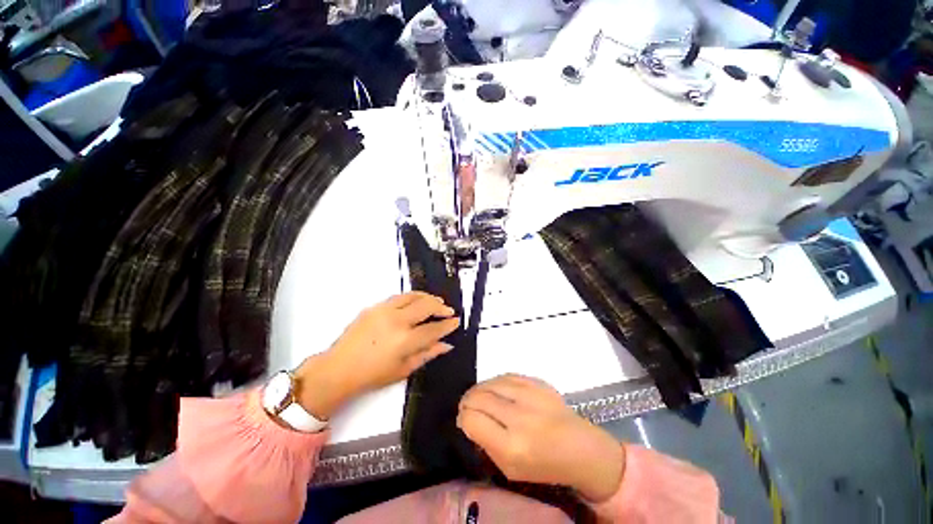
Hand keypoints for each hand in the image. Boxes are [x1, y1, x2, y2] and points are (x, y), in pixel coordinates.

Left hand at [294, 292, 459, 418]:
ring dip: (428, 297)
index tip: (456, 321)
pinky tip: (417, 302)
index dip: (448, 325)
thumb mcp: (404, 369)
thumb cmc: (373, 375)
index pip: (434, 328)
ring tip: (436, 302)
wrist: (339, 368)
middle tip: (448, 311)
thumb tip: (447, 344)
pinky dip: (412, 297)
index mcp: (405, 341)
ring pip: (413, 296)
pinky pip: (399, 297)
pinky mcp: (375, 306)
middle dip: (441, 307)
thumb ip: (428, 353)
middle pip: (426, 306)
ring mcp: (384, 310)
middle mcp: (397, 321)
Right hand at [458, 375, 625, 501]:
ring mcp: (530, 395)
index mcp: (511, 446)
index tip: (464, 420)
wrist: (580, 448)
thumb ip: (485, 444)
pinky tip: (495, 390)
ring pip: (490, 382)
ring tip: (479, 397)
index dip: (463, 418)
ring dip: (479, 390)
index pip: (472, 419)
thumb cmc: (544, 465)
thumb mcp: (509, 469)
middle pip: (478, 397)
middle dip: (467, 402)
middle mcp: (519, 417)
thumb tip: (469, 419)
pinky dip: (495, 383)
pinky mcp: (537, 382)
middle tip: (467, 407)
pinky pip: (505, 376)